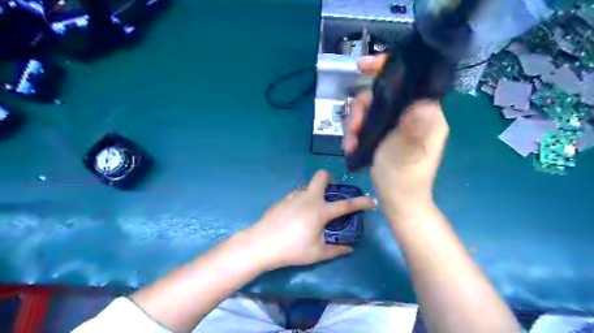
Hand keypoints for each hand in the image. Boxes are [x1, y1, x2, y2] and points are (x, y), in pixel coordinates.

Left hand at [245, 170, 374, 268]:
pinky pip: (297, 196)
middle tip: (331, 193)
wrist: (261, 243)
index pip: (346, 204)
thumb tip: (349, 249)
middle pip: (321, 176)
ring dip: (314, 195)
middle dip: (330, 179)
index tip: (372, 201)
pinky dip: (301, 202)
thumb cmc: (292, 249)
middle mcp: (308, 198)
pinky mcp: (282, 200)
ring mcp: (293, 196)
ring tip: (310, 214)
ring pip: (308, 188)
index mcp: (320, 210)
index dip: (361, 202)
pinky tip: (295, 218)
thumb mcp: (316, 253)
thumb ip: (335, 250)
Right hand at [342, 56, 448, 216]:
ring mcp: (400, 125)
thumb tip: (424, 104)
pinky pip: (370, 123)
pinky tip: (351, 146)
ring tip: (349, 143)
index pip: (409, 82)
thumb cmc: (403, 181)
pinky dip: (358, 132)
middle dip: (362, 110)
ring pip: (373, 110)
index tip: (363, 67)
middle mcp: (414, 115)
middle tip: (352, 130)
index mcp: (426, 116)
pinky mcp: (388, 135)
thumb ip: (412, 130)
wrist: (399, 204)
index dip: (386, 69)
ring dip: (356, 124)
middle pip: (384, 96)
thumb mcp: (404, 155)